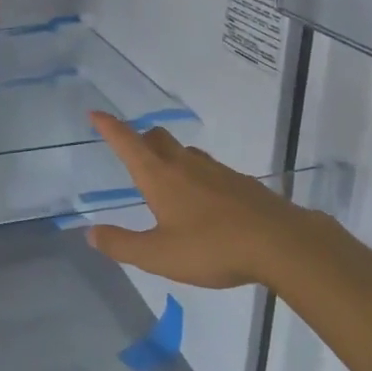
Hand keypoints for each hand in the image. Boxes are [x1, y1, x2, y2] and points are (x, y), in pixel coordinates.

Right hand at [85, 111, 310, 289]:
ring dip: (170, 156)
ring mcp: (217, 171)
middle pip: (157, 138)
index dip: (109, 127)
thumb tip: (90, 233)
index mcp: (160, 176)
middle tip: (132, 151)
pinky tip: (204, 200)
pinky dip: (197, 175)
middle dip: (140, 139)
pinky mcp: (241, 183)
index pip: (127, 142)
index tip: (95, 114)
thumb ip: (122, 244)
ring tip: (166, 178)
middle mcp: (185, 165)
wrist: (281, 243)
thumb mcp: (158, 255)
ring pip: (185, 152)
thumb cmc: (212, 247)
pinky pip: (210, 170)